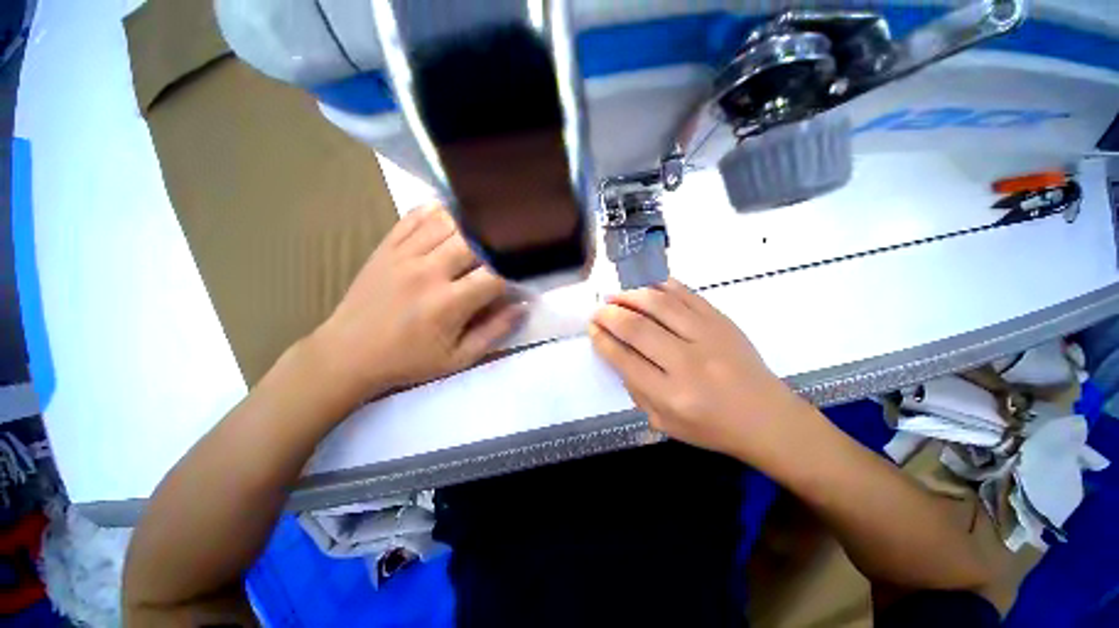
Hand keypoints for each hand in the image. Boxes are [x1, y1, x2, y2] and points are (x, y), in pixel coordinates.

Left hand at [310, 203, 523, 405]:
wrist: (347, 353)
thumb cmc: (408, 360)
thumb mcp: (458, 359)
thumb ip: (494, 332)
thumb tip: (522, 307)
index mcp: (448, 303)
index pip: (495, 275)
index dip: (513, 273)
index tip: (517, 278)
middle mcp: (428, 272)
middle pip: (475, 241)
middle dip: (495, 246)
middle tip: (501, 254)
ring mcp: (404, 254)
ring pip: (448, 221)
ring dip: (471, 227)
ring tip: (481, 237)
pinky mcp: (386, 246)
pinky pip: (416, 216)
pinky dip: (438, 212)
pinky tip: (451, 220)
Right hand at [589, 279, 818, 466]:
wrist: (767, 417)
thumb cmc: (712, 427)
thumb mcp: (664, 423)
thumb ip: (636, 390)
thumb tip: (617, 353)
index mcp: (671, 395)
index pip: (624, 359)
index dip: (602, 339)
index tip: (592, 328)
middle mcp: (688, 362)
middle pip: (637, 328)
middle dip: (610, 315)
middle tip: (598, 310)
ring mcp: (708, 336)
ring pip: (659, 304)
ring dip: (630, 295)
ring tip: (615, 296)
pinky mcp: (721, 320)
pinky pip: (685, 294)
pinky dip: (660, 285)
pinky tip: (645, 287)